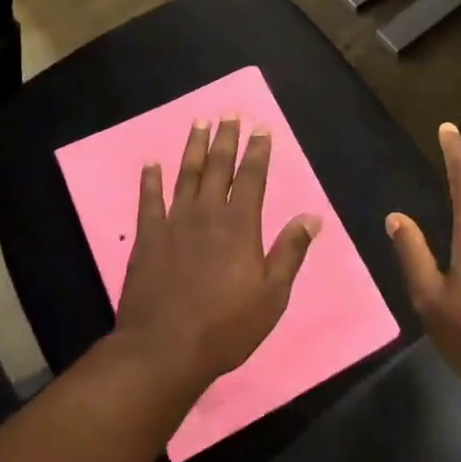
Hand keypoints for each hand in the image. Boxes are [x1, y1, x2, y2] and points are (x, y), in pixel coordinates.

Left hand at [113, 117, 321, 393]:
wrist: (165, 349)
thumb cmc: (226, 326)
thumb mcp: (272, 295)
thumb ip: (290, 251)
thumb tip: (313, 216)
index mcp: (241, 225)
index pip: (253, 177)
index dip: (258, 151)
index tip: (261, 127)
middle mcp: (208, 214)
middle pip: (219, 167)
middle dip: (226, 138)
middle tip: (230, 113)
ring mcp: (175, 222)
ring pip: (186, 174)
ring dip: (194, 147)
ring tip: (199, 122)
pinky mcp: (148, 237)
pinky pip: (149, 200)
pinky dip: (150, 179)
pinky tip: (151, 162)